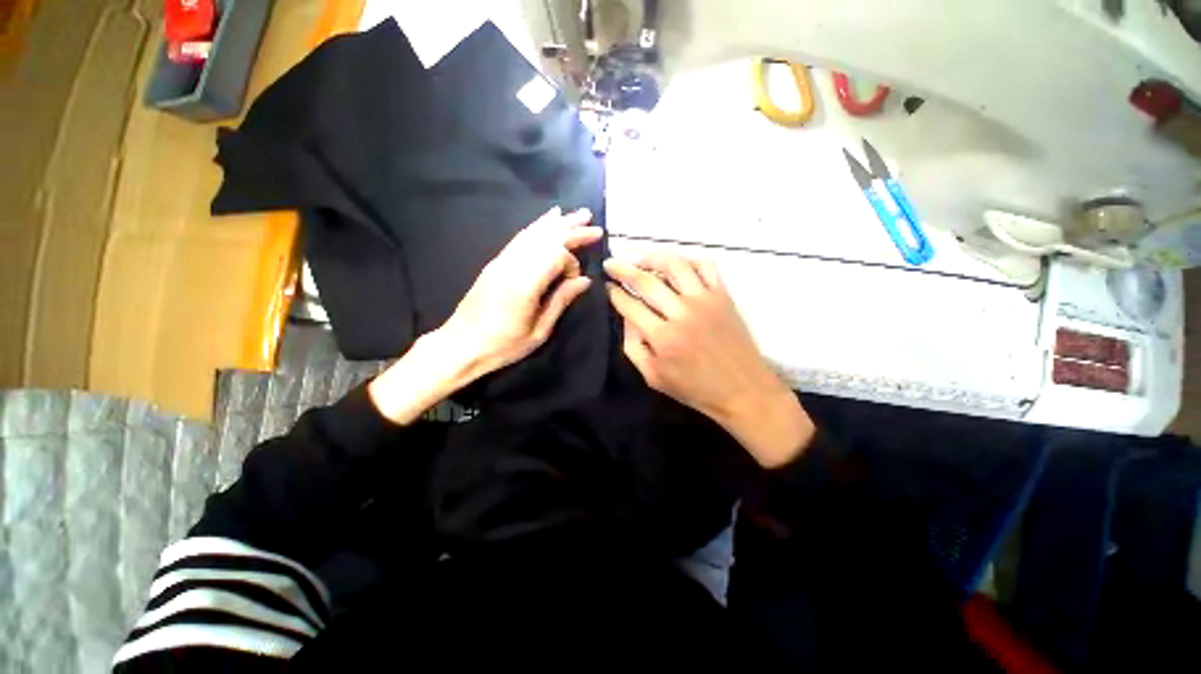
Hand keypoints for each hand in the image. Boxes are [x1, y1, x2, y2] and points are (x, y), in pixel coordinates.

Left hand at [370, 207, 601, 424]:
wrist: (460, 345)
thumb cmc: (502, 345)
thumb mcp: (539, 331)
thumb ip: (561, 301)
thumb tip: (584, 280)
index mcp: (524, 284)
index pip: (556, 255)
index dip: (572, 263)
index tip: (575, 281)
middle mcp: (512, 265)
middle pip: (546, 238)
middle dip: (571, 229)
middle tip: (593, 224)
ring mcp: (501, 261)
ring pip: (533, 233)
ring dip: (556, 223)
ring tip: (577, 214)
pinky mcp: (496, 263)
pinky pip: (520, 238)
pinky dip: (537, 227)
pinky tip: (547, 221)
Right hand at [605, 253, 814, 467]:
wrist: (743, 390)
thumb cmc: (695, 388)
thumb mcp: (653, 377)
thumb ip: (633, 346)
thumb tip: (627, 316)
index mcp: (663, 337)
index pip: (630, 305)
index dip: (614, 293)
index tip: (606, 285)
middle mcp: (682, 313)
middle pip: (646, 281)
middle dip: (622, 269)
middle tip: (611, 263)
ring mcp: (705, 300)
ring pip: (675, 265)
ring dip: (652, 257)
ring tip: (639, 259)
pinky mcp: (723, 296)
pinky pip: (706, 266)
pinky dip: (688, 260)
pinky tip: (677, 266)